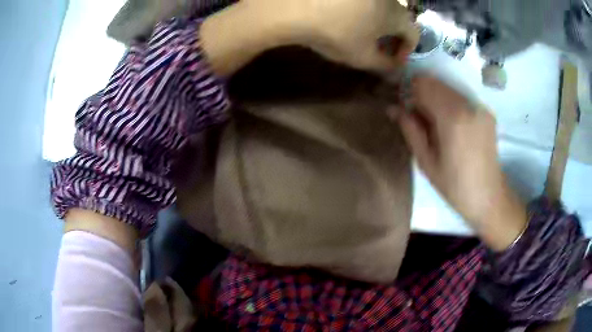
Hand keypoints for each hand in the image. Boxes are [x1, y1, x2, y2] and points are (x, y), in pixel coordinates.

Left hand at [299, 0, 419, 70]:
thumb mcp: (362, 57)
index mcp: (397, 16)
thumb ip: (384, 66)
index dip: (407, 50)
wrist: (300, 7)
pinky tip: (348, 17)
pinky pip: (366, 1)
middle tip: (380, 47)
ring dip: (379, 22)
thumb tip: (396, 70)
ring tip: (363, 32)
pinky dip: (364, 10)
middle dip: (394, 35)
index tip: (394, 59)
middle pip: (399, 19)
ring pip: (383, 7)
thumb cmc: (337, 34)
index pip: (414, 35)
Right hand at [391, 75, 525, 250]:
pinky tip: (449, 126)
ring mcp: (479, 106)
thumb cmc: (455, 186)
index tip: (403, 106)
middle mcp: (468, 104)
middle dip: (421, 93)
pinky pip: (460, 98)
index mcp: (452, 117)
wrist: (488, 197)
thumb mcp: (426, 162)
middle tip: (416, 116)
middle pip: (436, 82)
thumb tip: (393, 108)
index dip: (408, 90)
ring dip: (435, 98)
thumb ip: (410, 129)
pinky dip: (448, 104)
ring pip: (448, 88)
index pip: (423, 84)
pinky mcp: (485, 112)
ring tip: (432, 123)